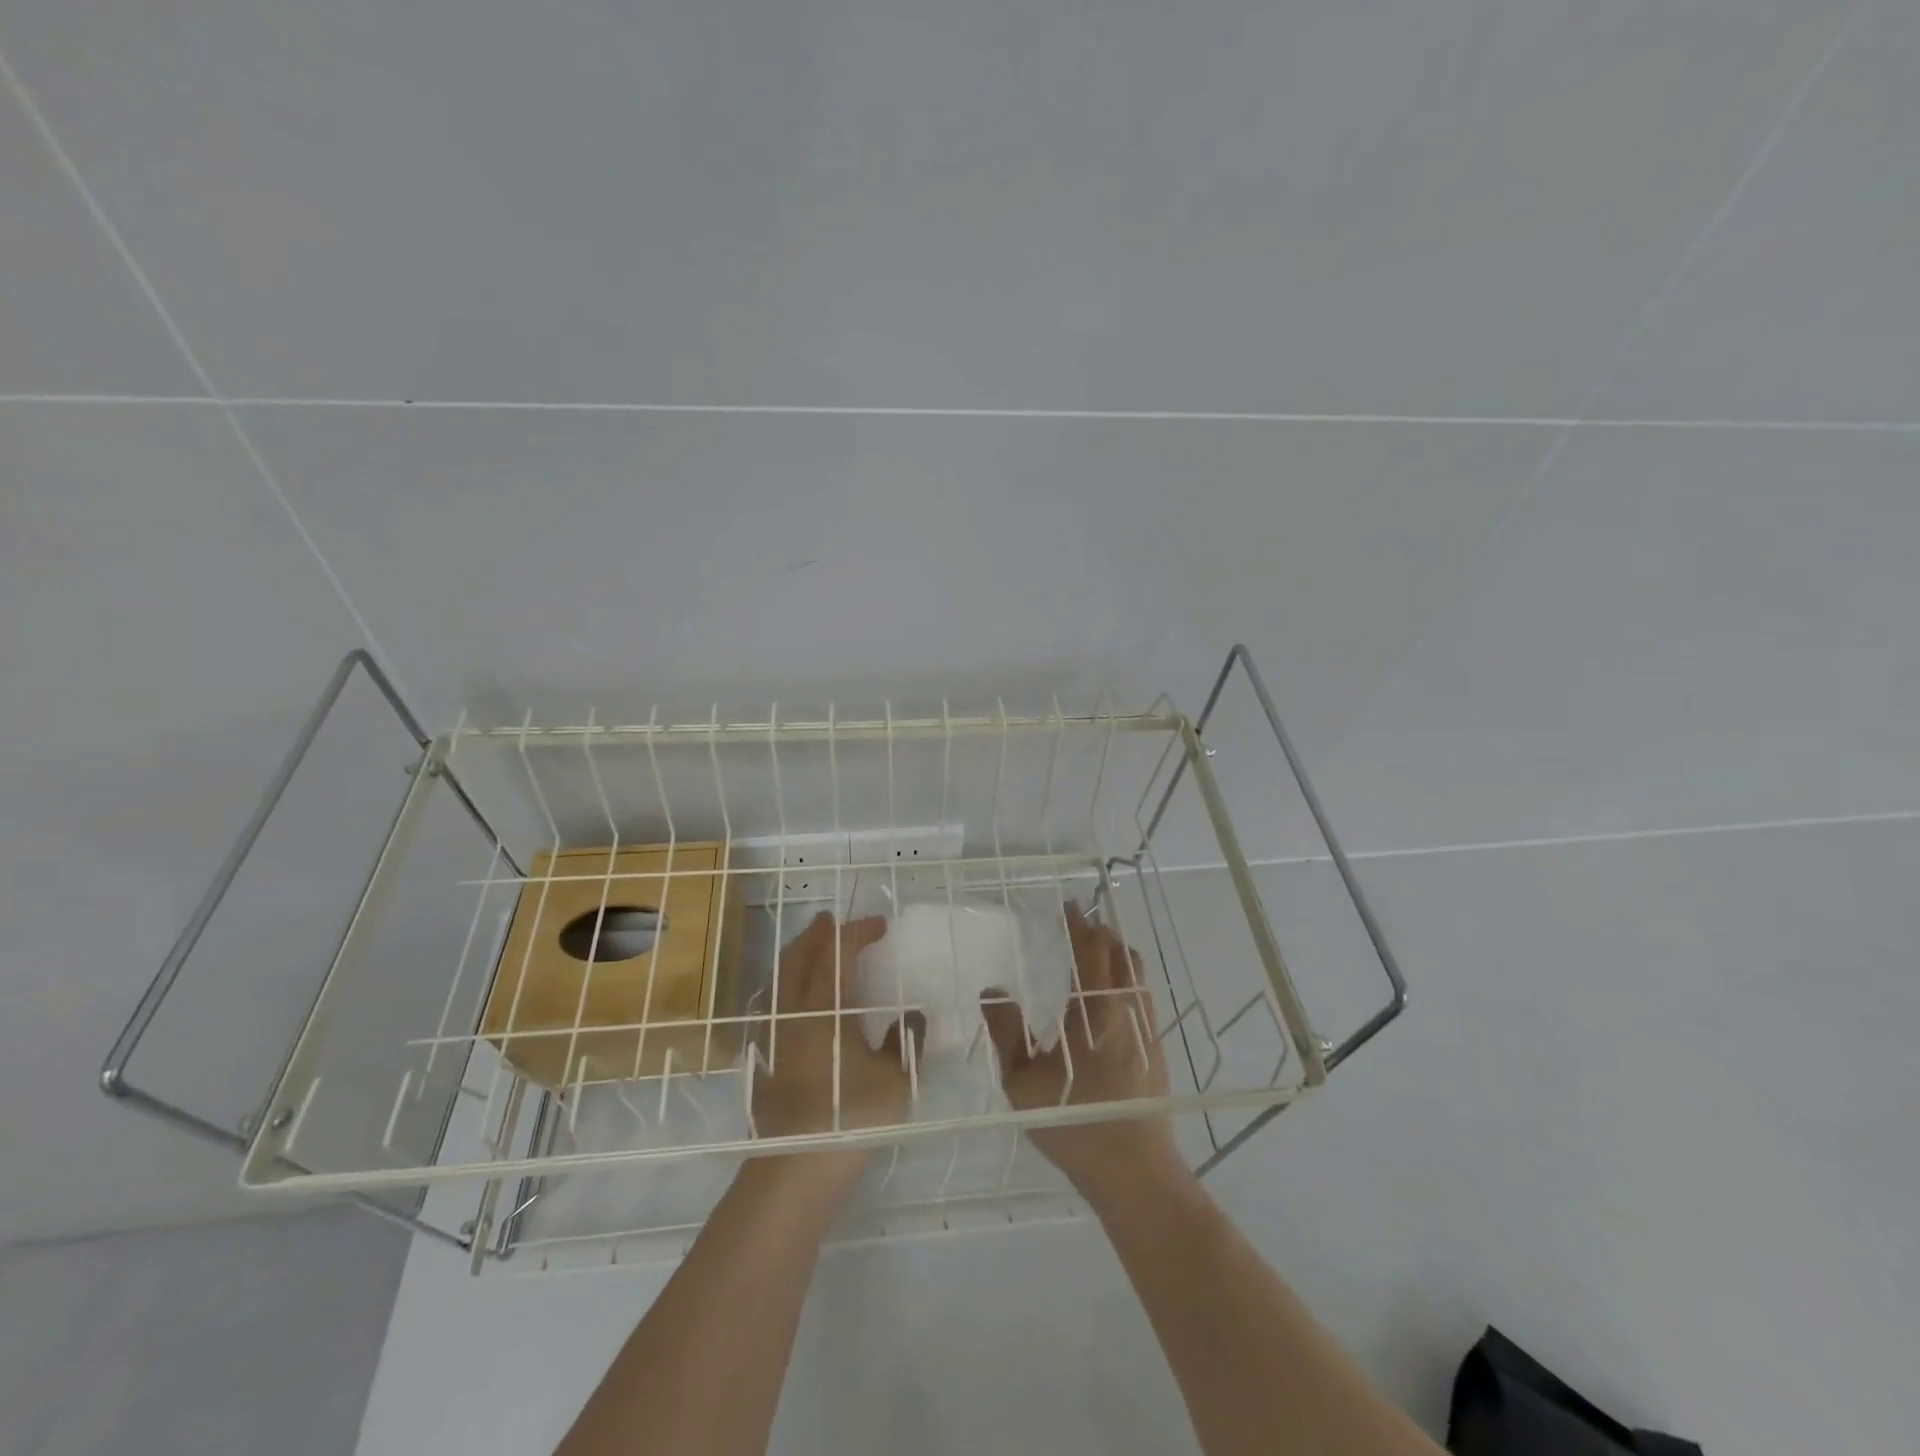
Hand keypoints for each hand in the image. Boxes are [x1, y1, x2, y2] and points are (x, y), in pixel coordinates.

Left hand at [749, 913, 919, 1155]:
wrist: (793, 1170)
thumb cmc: (849, 1116)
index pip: (837, 952)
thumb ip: (905, 1043)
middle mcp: (791, 1012)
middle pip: (798, 956)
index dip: (858, 932)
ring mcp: (771, 1035)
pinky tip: (794, 1002)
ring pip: (779, 979)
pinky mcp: (762, 1059)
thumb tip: (913, 1017)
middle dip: (817, 934)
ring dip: (797, 956)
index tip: (880, 925)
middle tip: (833, 922)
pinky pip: (771, 1005)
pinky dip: (785, 986)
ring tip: (813, 952)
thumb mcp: (894, 1080)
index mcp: (823, 1007)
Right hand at [981, 904, 1186, 1205]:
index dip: (1079, 926)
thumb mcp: (1023, 1082)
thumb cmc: (1073, 1121)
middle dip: (1101, 933)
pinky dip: (1130, 980)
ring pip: (1137, 975)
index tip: (1071, 906)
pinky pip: (1144, 997)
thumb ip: (1006, 1032)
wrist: (1134, 1171)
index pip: (1088, 953)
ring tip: (1102, 949)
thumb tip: (992, 990)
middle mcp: (1124, 1011)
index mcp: (1092, 1011)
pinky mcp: (1157, 1050)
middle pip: (1119, 956)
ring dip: (1119, 954)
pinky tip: (1117, 995)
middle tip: (1083, 922)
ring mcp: (1146, 1029)